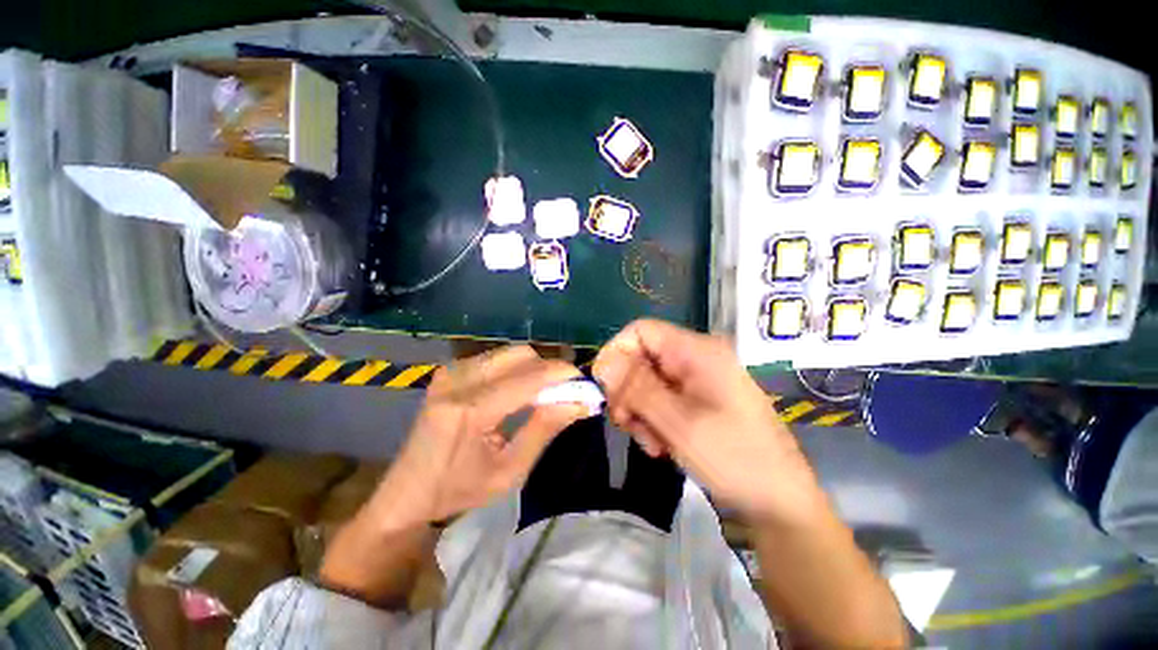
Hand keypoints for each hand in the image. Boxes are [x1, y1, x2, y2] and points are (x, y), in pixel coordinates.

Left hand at [373, 345, 584, 526]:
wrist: (407, 492)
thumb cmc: (459, 491)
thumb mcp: (510, 471)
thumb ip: (545, 429)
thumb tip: (579, 402)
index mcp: (469, 411)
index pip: (527, 378)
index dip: (561, 375)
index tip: (585, 382)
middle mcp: (458, 381)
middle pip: (520, 355)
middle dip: (549, 369)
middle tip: (565, 391)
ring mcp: (451, 372)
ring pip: (510, 353)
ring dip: (534, 369)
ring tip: (544, 393)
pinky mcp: (450, 371)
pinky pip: (496, 358)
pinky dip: (517, 370)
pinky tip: (519, 391)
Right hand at [594, 319, 821, 522]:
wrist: (780, 503)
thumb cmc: (735, 459)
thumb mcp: (679, 423)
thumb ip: (637, 388)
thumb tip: (602, 362)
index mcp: (696, 351)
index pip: (641, 331)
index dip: (617, 354)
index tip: (607, 389)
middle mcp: (695, 358)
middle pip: (641, 357)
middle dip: (628, 391)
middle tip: (626, 423)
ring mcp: (697, 380)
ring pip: (646, 382)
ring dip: (639, 411)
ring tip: (651, 443)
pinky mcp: (696, 400)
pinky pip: (660, 399)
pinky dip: (653, 420)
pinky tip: (662, 446)